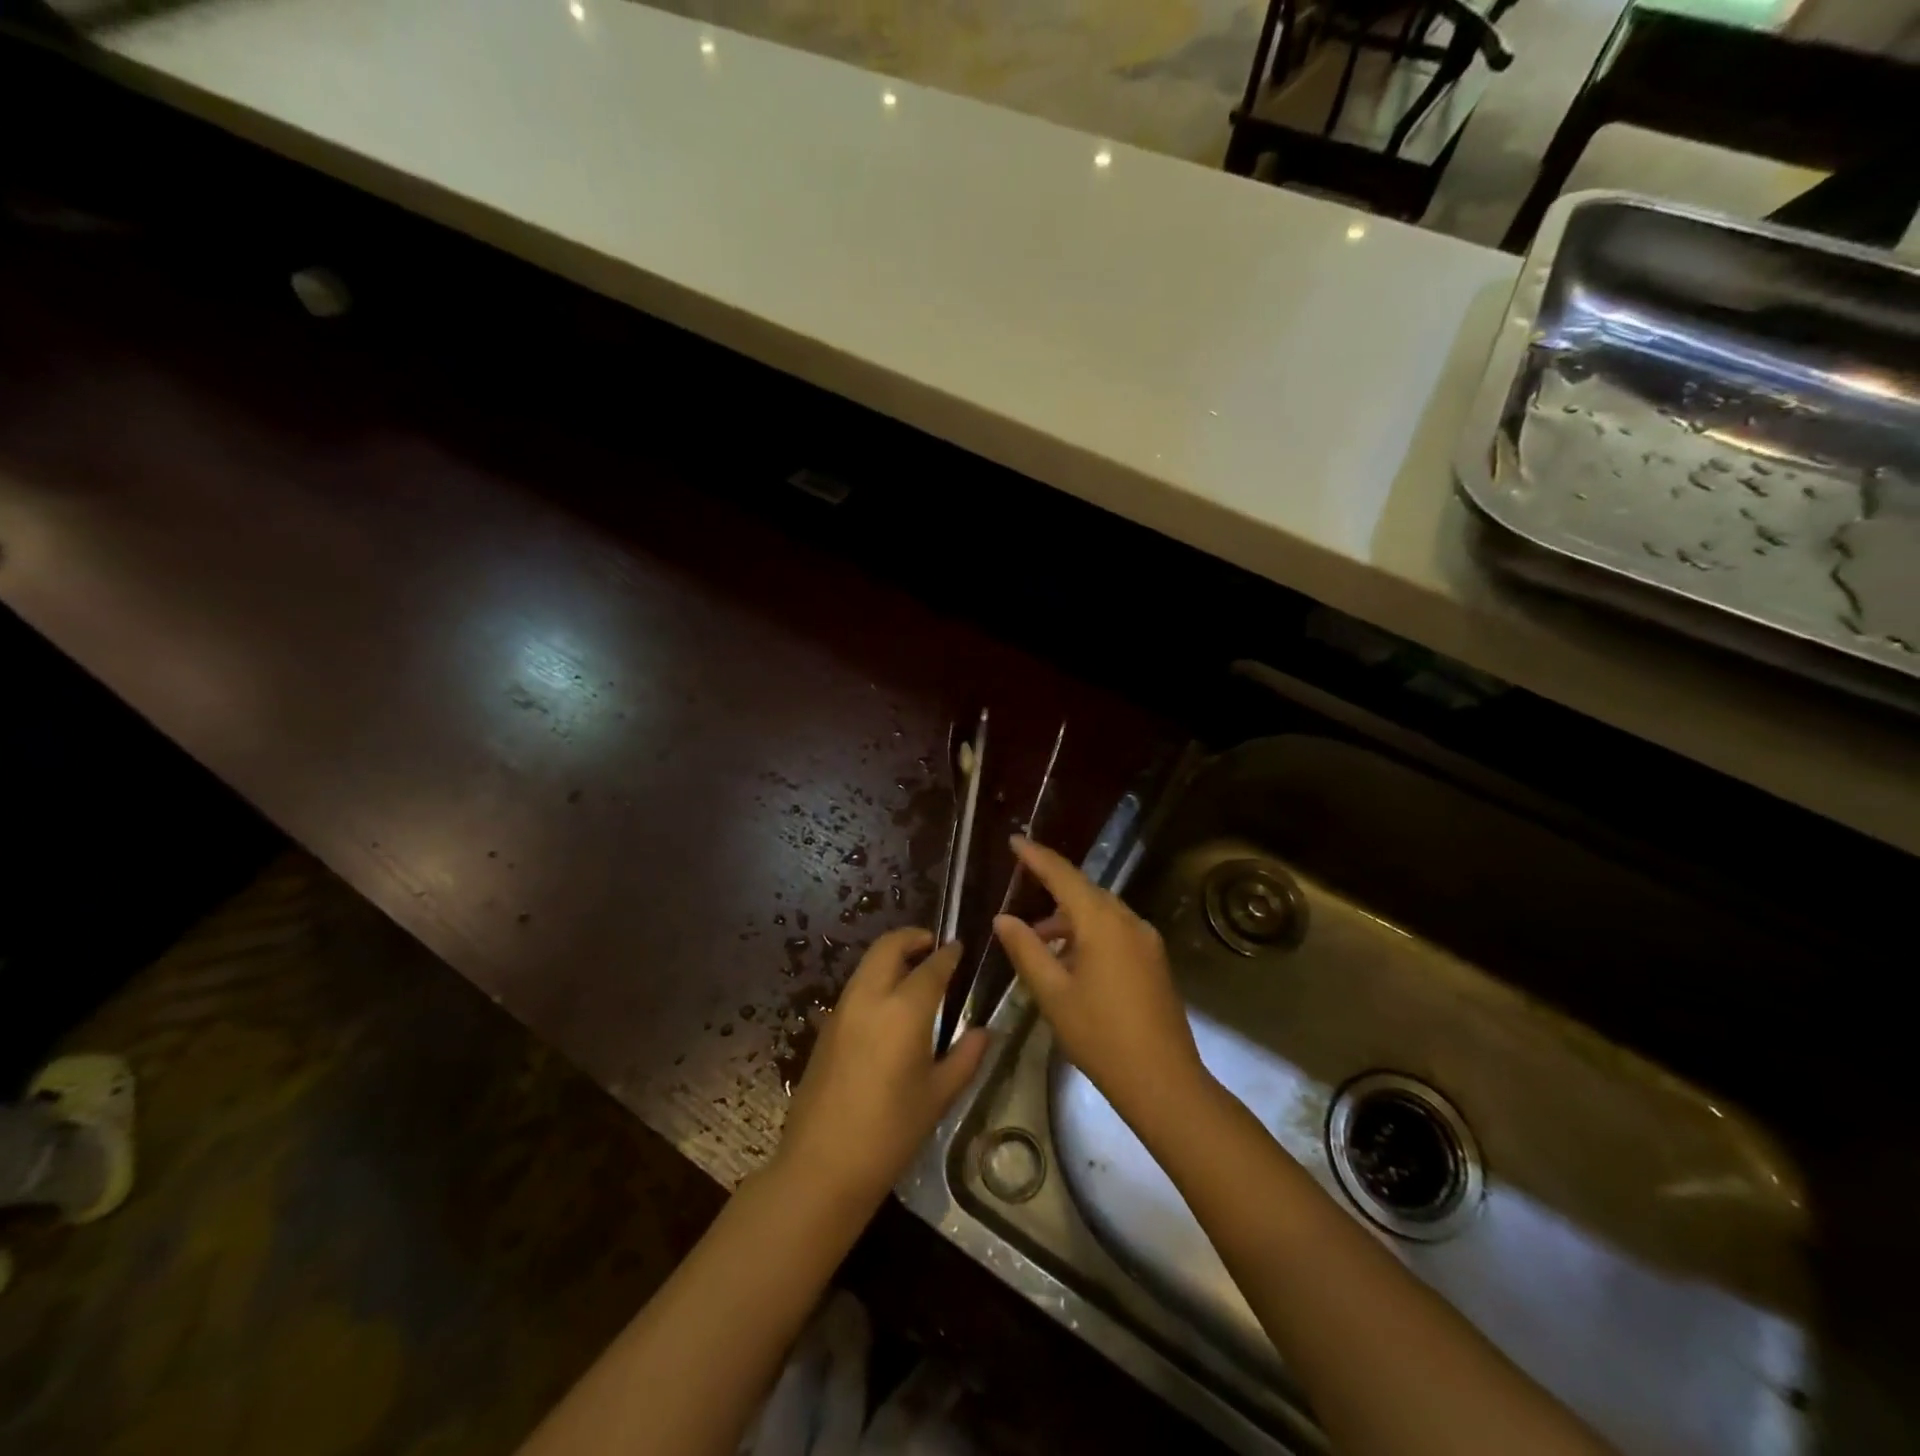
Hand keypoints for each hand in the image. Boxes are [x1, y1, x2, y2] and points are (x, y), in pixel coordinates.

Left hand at [774, 927, 989, 1211]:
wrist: (822, 1166)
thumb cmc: (890, 1133)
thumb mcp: (938, 1096)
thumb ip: (965, 1057)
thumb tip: (983, 1032)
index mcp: (903, 1010)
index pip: (931, 967)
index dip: (948, 954)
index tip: (959, 948)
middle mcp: (869, 998)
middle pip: (888, 947)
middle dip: (912, 938)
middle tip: (933, 946)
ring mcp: (842, 1010)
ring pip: (867, 964)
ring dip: (891, 956)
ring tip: (914, 972)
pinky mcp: (826, 1027)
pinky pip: (855, 987)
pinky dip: (875, 979)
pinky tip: (889, 1005)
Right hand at [993, 836, 1206, 1132]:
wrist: (1163, 1081)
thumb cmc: (1100, 1036)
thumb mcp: (1053, 994)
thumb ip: (1026, 950)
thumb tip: (1003, 919)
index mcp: (1102, 922)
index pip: (1064, 876)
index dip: (1037, 857)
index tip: (1015, 840)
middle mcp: (1129, 921)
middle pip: (1085, 892)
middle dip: (1051, 892)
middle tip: (1020, 899)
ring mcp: (1146, 941)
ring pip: (1100, 913)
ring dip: (1069, 920)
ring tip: (1039, 943)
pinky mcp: (1154, 961)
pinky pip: (1115, 932)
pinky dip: (1088, 935)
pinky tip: (1070, 962)